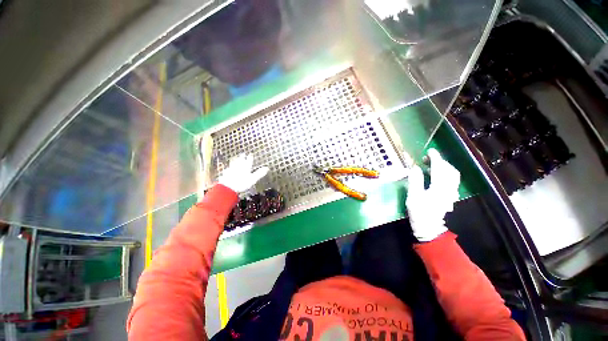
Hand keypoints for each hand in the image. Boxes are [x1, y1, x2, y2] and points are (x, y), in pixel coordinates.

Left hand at [218, 154, 268, 193]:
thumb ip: (260, 173)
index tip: (250, 154)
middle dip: (242, 157)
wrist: (227, 187)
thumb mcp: (253, 179)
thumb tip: (267, 168)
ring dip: (235, 161)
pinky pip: (228, 169)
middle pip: (240, 160)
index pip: (249, 161)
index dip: (250, 157)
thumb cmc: (241, 183)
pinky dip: (229, 168)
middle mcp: (238, 167)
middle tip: (243, 154)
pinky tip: (228, 168)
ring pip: (233, 163)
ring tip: (235, 158)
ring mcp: (231, 170)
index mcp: (245, 167)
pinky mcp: (225, 174)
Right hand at [405, 148, 459, 241]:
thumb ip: (415, 181)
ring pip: (452, 175)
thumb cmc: (419, 212)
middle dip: (440, 161)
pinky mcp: (449, 196)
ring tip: (430, 165)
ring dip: (443, 167)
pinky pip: (451, 180)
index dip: (435, 158)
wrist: (429, 228)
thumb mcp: (413, 196)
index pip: (440, 169)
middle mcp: (448, 188)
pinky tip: (435, 175)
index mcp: (439, 188)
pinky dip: (444, 174)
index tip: (430, 151)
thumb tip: (415, 167)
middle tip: (426, 158)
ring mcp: (451, 193)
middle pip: (449, 170)